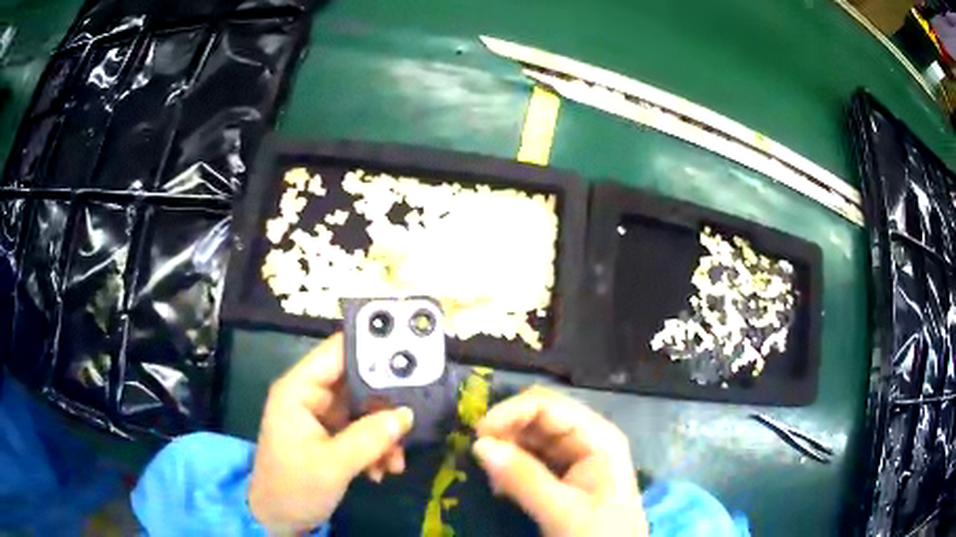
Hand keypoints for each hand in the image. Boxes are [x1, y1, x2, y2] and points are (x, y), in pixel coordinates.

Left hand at [248, 333, 413, 532]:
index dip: (370, 349)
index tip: (410, 353)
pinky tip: (384, 469)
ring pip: (363, 410)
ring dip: (384, 433)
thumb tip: (406, 414)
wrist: (278, 519)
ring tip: (396, 459)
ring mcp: (320, 417)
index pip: (336, 353)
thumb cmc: (294, 488)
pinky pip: (361, 430)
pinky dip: (376, 447)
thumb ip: (369, 438)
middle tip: (413, 418)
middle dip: (385, 405)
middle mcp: (309, 396)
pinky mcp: (329, 436)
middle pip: (356, 382)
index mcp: (298, 390)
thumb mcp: (333, 465)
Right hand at [472, 387, 647, 536]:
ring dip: (507, 449)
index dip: (510, 412)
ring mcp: (576, 455)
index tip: (477, 436)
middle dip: (506, 431)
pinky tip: (502, 486)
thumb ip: (523, 478)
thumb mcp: (562, 511)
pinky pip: (532, 456)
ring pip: (532, 435)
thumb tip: (479, 444)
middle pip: (538, 415)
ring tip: (493, 478)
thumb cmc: (598, 534)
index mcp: (597, 437)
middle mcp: (587, 437)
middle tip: (481, 458)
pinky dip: (512, 465)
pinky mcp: (565, 473)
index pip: (548, 405)